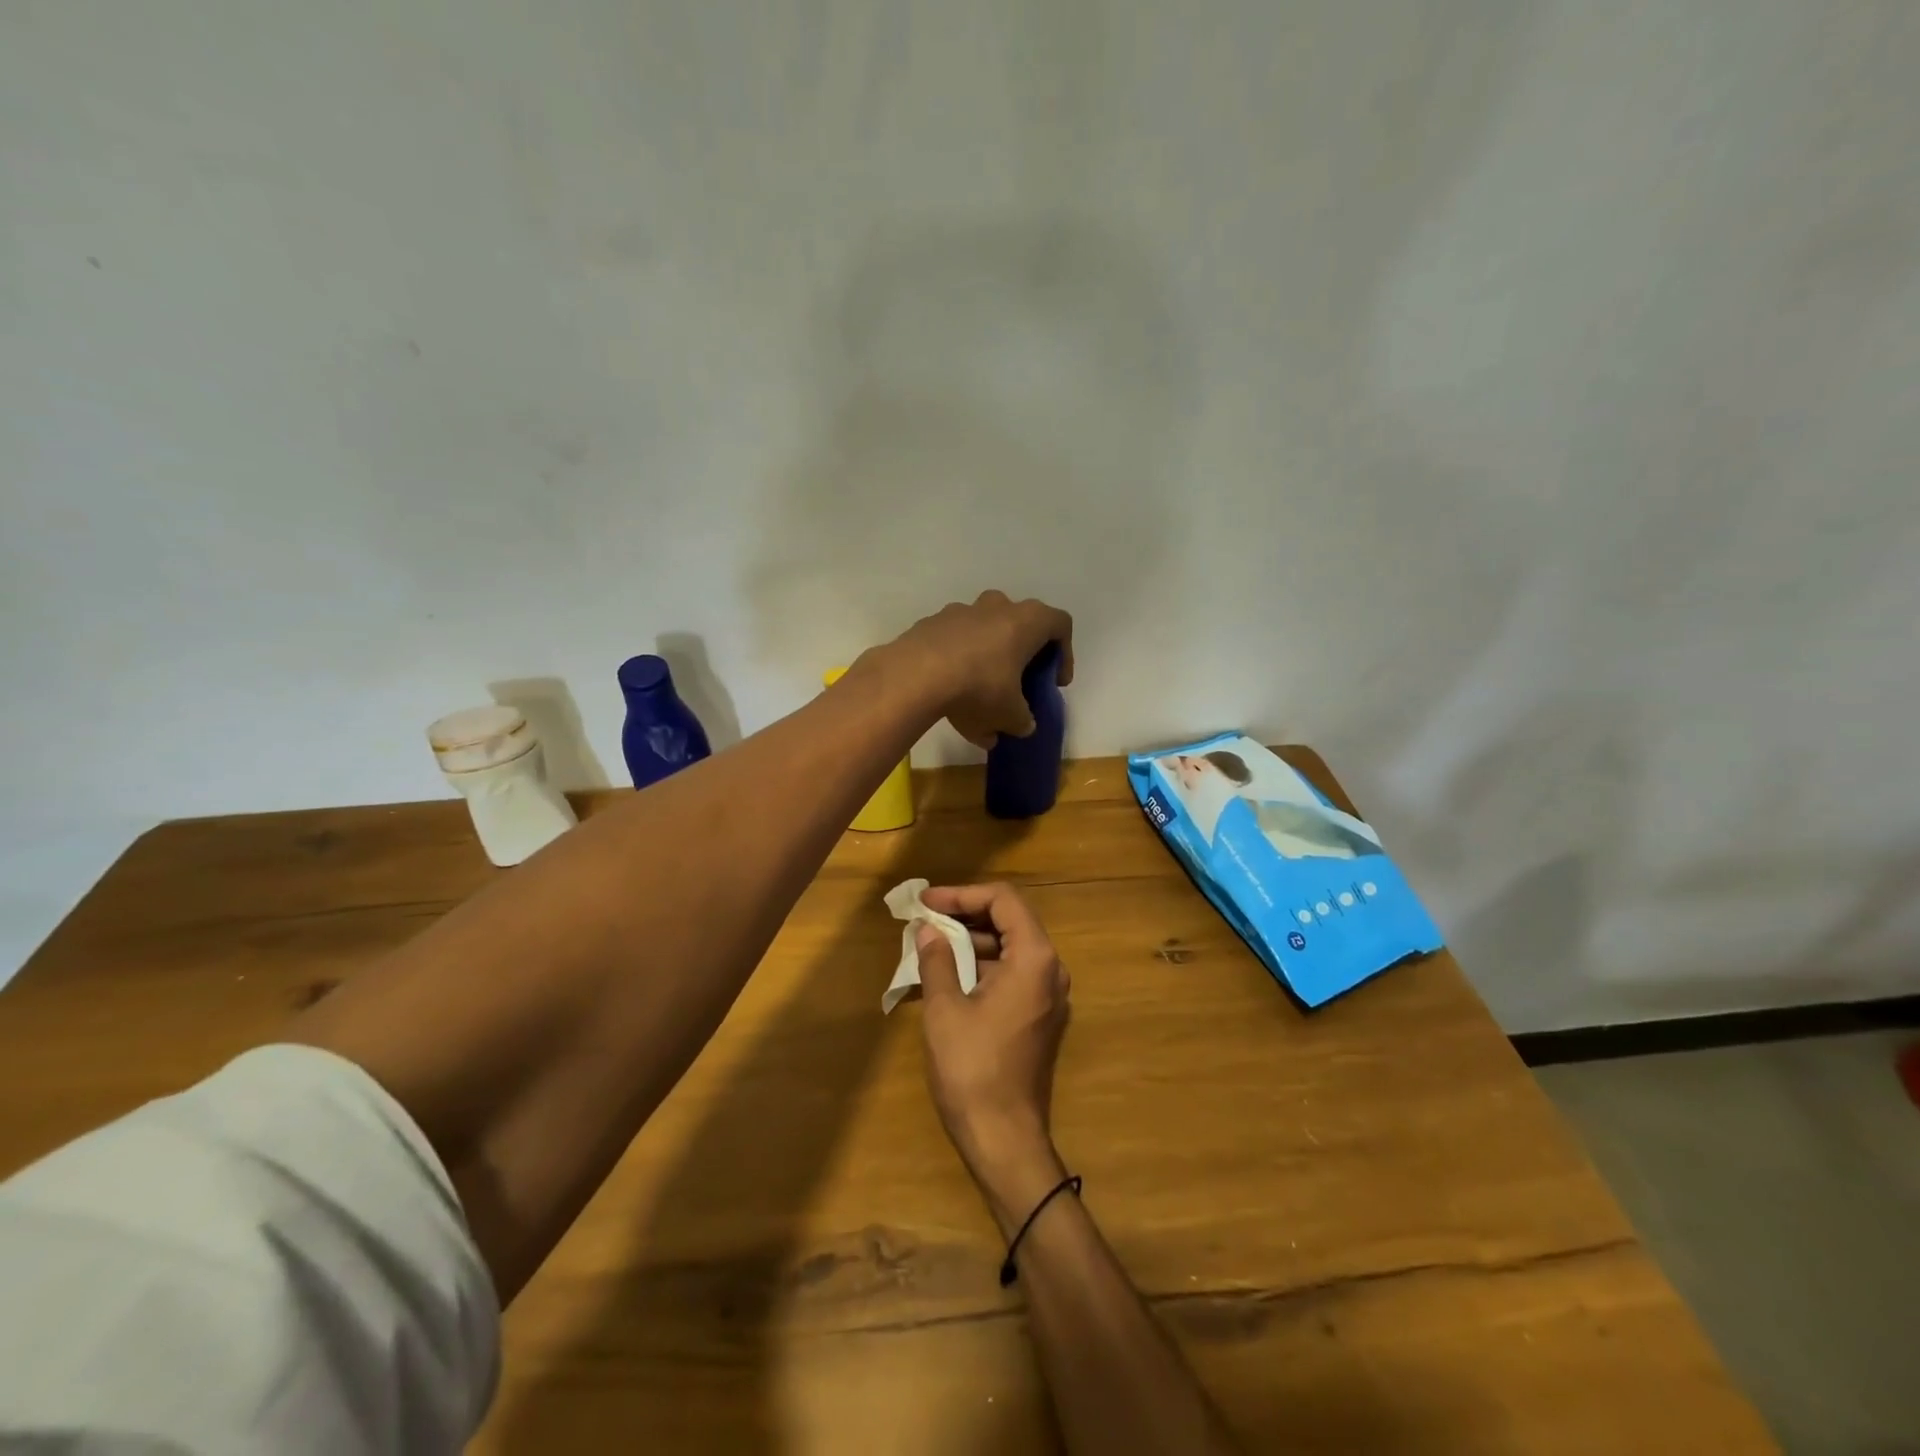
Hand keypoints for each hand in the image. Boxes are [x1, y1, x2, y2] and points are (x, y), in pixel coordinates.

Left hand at [887, 591, 1074, 748]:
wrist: (915, 675)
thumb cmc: (979, 688)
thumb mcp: (1010, 715)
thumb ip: (1023, 720)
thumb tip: (1023, 725)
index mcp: (1026, 621)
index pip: (1060, 625)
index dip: (1064, 654)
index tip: (1054, 681)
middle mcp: (996, 606)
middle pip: (1019, 623)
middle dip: (1021, 653)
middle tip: (1018, 682)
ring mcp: (960, 611)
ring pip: (983, 632)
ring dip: (987, 659)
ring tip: (978, 698)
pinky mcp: (930, 624)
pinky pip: (953, 642)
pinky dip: (957, 663)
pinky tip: (949, 695)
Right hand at [914, 883, 1072, 1231]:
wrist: (1006, 1140)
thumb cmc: (973, 1069)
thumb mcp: (945, 1009)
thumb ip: (937, 960)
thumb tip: (928, 929)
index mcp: (1035, 958)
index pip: (1003, 900)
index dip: (962, 894)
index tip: (927, 903)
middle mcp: (1051, 969)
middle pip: (1011, 920)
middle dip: (966, 914)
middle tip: (925, 919)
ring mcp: (1050, 995)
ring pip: (1012, 947)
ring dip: (973, 940)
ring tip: (931, 944)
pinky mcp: (1041, 1016)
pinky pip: (1014, 973)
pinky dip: (984, 965)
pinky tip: (950, 973)